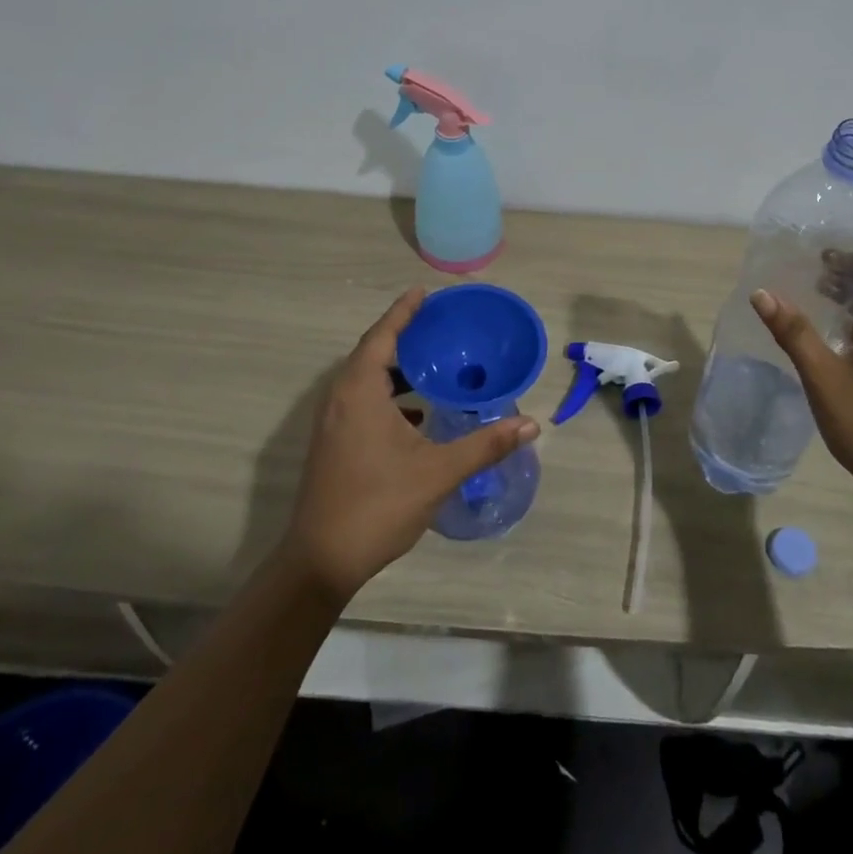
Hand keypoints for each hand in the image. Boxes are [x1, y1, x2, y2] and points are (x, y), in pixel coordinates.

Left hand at [280, 287, 539, 599]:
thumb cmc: (378, 505)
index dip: (403, 312)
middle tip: (439, 325)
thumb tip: (531, 424)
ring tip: (434, 364)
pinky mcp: (333, 443)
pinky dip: (389, 395)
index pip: (382, 337)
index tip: (424, 292)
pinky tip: (418, 413)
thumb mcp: (438, 472)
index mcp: (360, 393)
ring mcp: (332, 423)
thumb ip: (485, 445)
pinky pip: (362, 401)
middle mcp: (340, 399)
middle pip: (372, 353)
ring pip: (365, 380)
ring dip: (397, 369)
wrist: (320, 561)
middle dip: (404, 336)